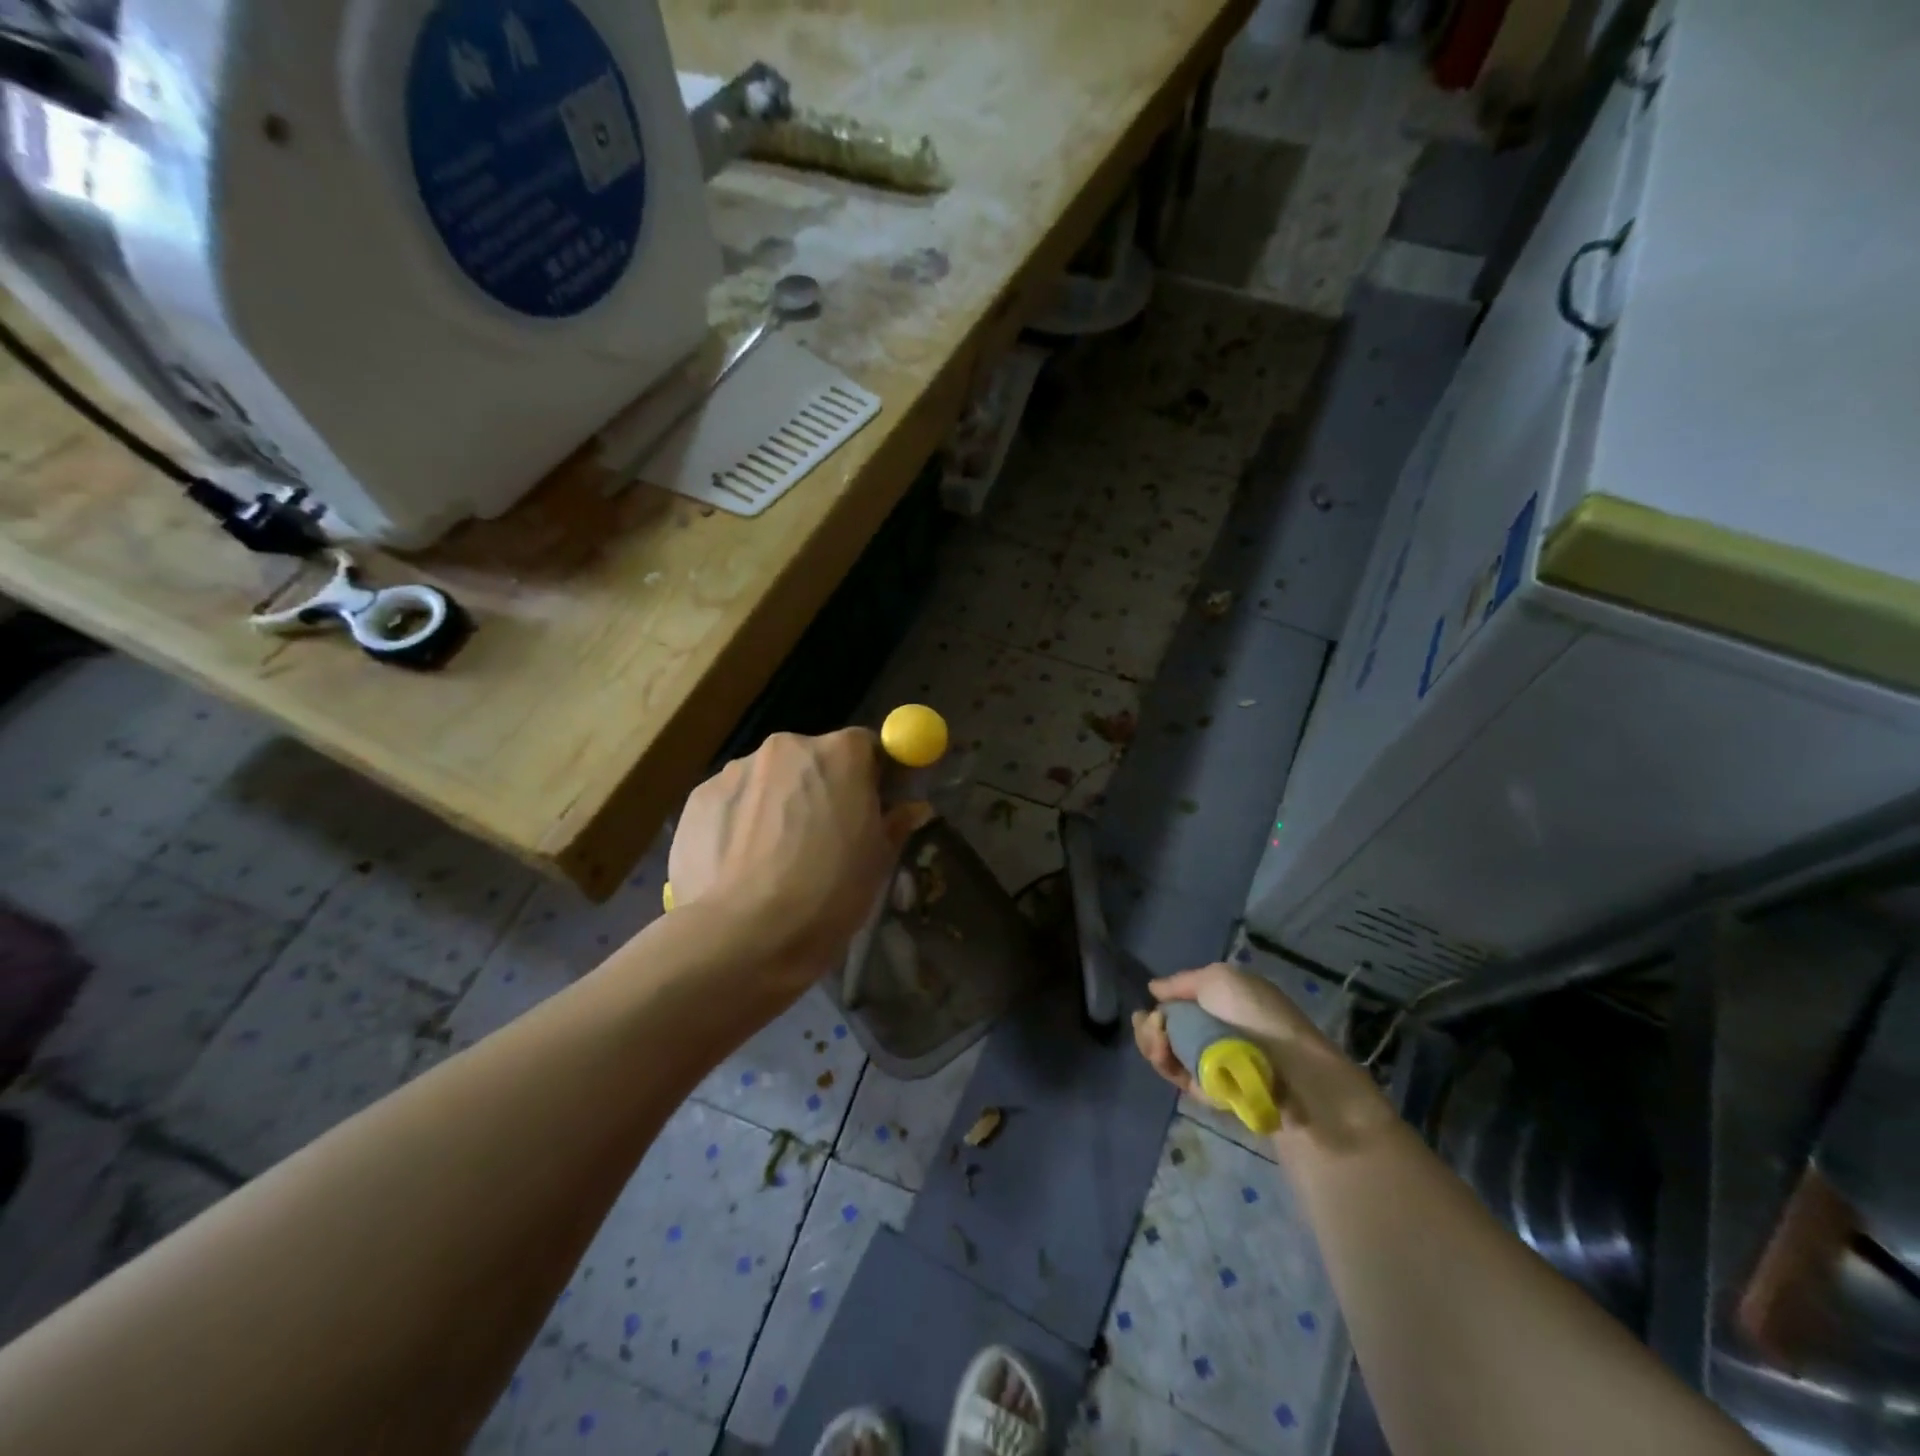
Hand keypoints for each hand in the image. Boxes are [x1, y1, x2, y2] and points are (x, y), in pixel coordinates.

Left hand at [669, 730, 925, 990]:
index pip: (866, 746)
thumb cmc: (829, 893)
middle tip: (823, 837)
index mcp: (840, 753)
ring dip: (778, 803)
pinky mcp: (698, 797)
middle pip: (812, 758)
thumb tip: (912, 808)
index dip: (872, 775)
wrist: (744, 935)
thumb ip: (895, 822)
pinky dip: (740, 822)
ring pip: (769, 780)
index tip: (872, 806)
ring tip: (773, 859)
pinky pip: (733, 802)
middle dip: (820, 787)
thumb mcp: (877, 861)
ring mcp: (736, 769)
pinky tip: (740, 865)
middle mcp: (787, 746)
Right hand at [1132, 963, 1394, 1151]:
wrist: (1294, 1076)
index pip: (1177, 1004)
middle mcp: (1215, 1031)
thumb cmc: (1257, 1017)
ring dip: (1155, 1048)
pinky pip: (1182, 1079)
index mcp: (1221, 1002)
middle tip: (1153, 1030)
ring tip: (1159, 1047)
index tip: (1145, 1010)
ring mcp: (1213, 1063)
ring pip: (1168, 1055)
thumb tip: (1153, 989)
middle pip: (1167, 1030)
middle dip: (1149, 1030)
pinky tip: (1169, 1062)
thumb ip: (1181, 983)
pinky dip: (1170, 1069)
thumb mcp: (1218, 979)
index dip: (1157, 1008)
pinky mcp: (1214, 1094)